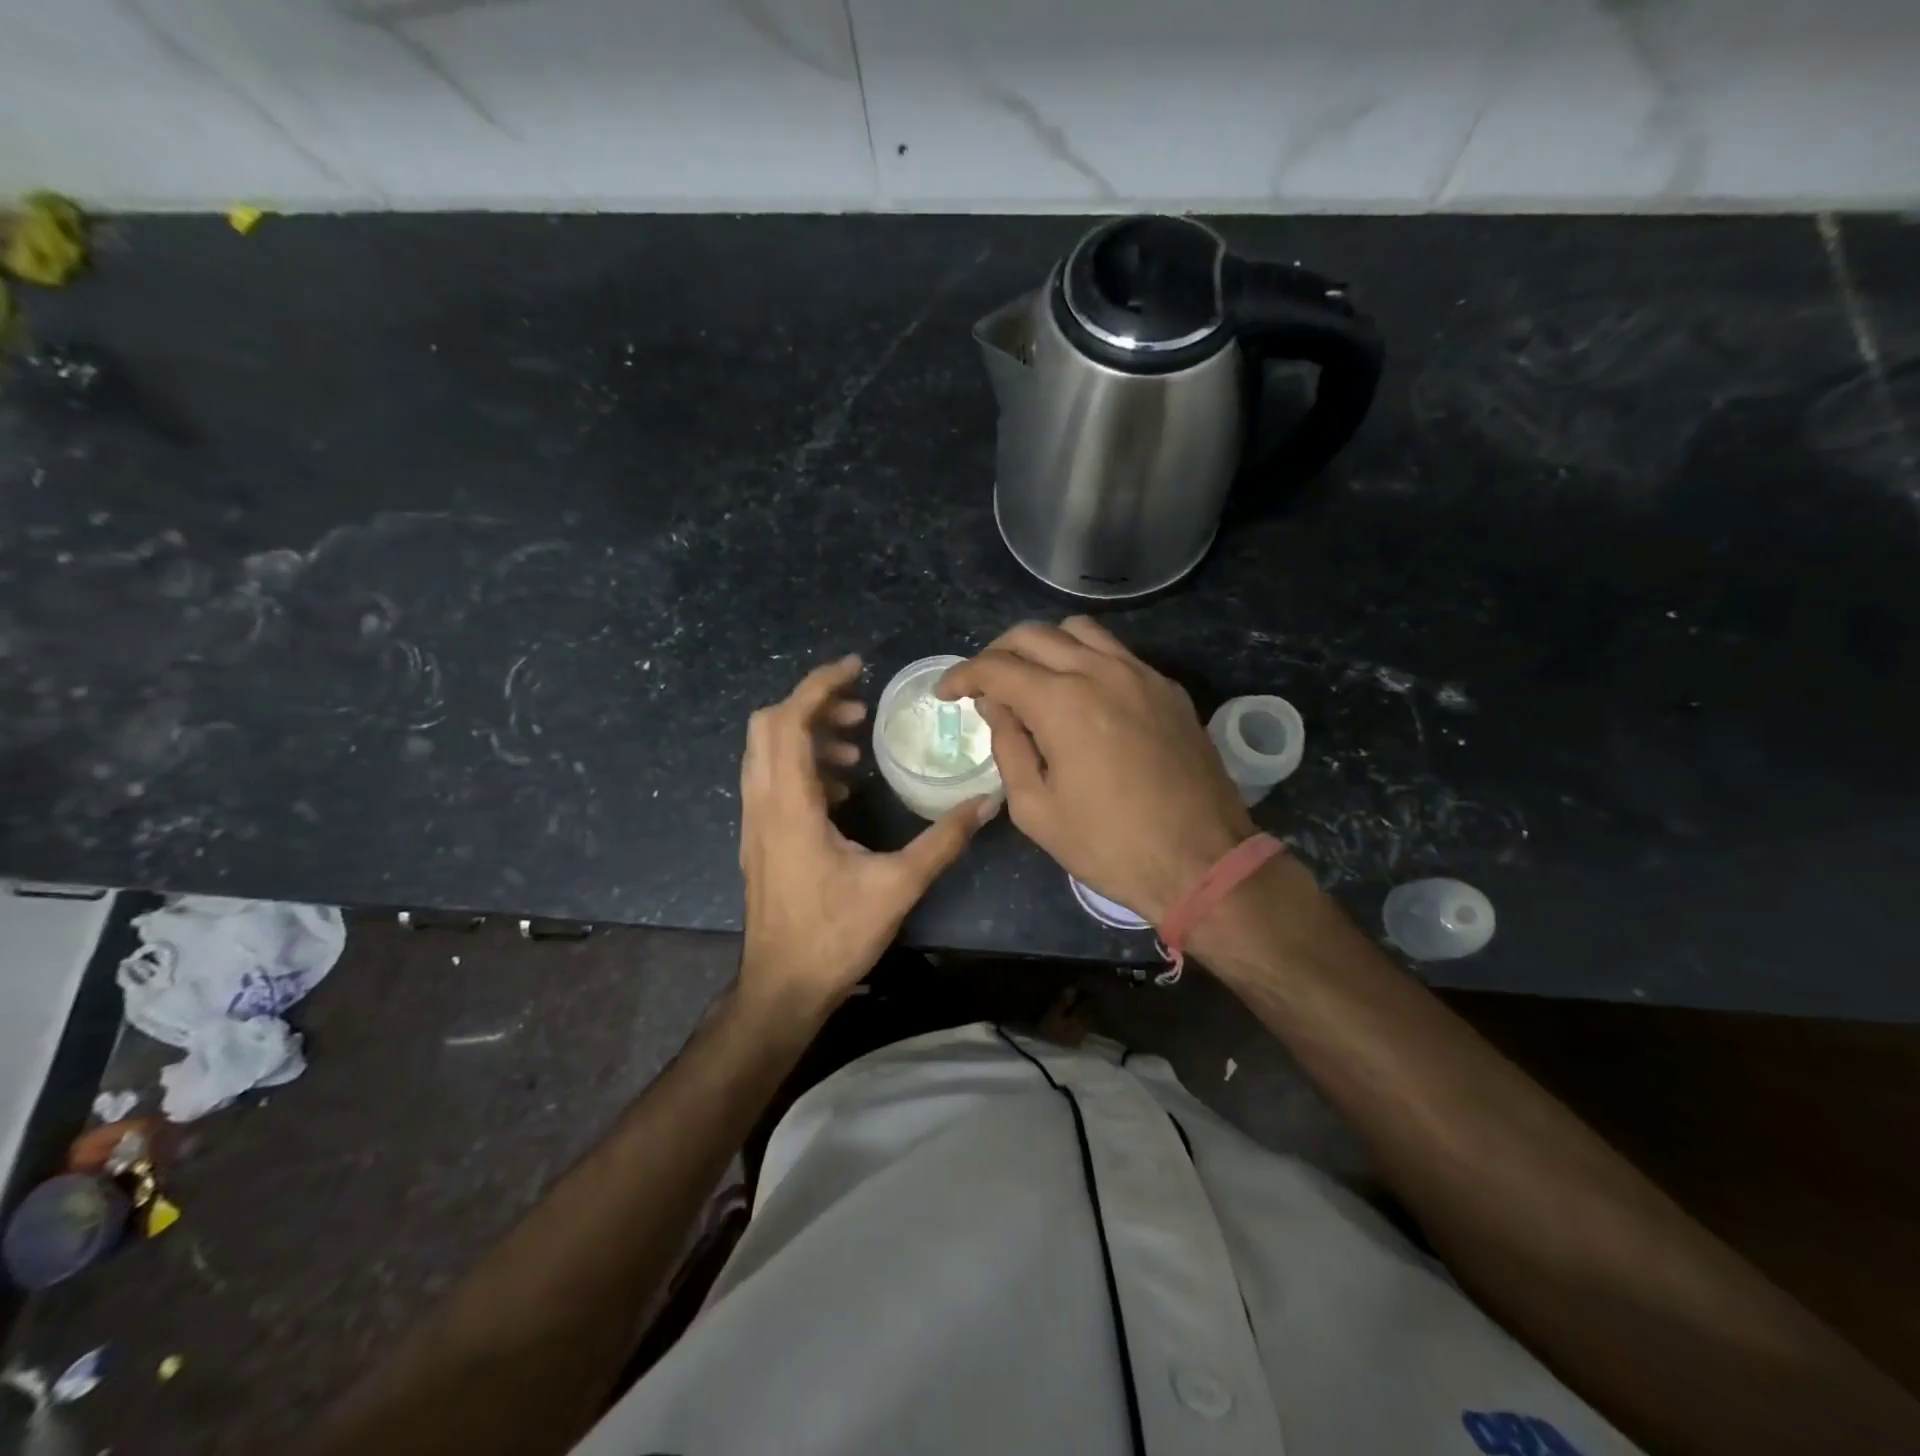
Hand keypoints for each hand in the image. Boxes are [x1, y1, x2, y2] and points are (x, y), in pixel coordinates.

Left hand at [738, 654, 998, 1020]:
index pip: (790, 721)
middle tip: (861, 711)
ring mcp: (755, 821)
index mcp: (790, 805)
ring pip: (767, 752)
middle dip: (814, 705)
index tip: (857, 668)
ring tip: (857, 747)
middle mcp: (763, 803)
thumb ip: (943, 840)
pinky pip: (772, 779)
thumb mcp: (898, 886)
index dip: (820, 685)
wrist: (781, 986)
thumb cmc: (834, 936)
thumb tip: (985, 802)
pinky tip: (842, 788)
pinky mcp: (760, 838)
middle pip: (768, 726)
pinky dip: (803, 764)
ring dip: (808, 735)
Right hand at [938, 619, 1253, 923]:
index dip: (962, 676)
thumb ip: (1008, 746)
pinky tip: (1080, 695)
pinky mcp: (1168, 689)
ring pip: (1079, 630)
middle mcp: (1101, 671)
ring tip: (1031, 680)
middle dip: (997, 654)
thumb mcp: (1036, 808)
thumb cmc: (1109, 845)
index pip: (997, 668)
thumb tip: (996, 706)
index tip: (945, 692)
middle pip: (1034, 635)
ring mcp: (1141, 674)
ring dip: (1043, 646)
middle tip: (983, 685)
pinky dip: (1084, 659)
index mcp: (1062, 702)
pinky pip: (1116, 653)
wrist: (1201, 862)